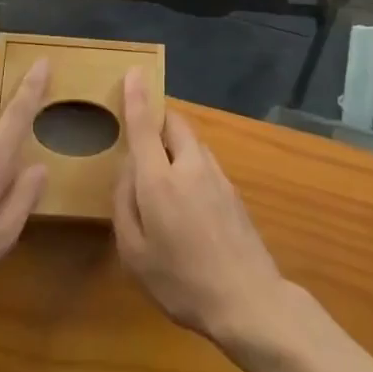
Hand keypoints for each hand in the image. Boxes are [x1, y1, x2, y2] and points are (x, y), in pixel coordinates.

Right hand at [113, 73, 287, 347]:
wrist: (248, 300)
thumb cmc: (181, 281)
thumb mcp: (134, 253)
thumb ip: (124, 204)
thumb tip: (127, 172)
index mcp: (160, 180)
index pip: (145, 126)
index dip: (137, 97)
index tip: (134, 72)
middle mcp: (190, 166)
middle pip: (174, 124)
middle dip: (158, 120)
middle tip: (142, 138)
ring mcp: (217, 176)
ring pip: (192, 142)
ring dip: (175, 144)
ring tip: (162, 174)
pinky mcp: (233, 191)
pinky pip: (204, 163)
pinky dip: (190, 164)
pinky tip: (186, 199)